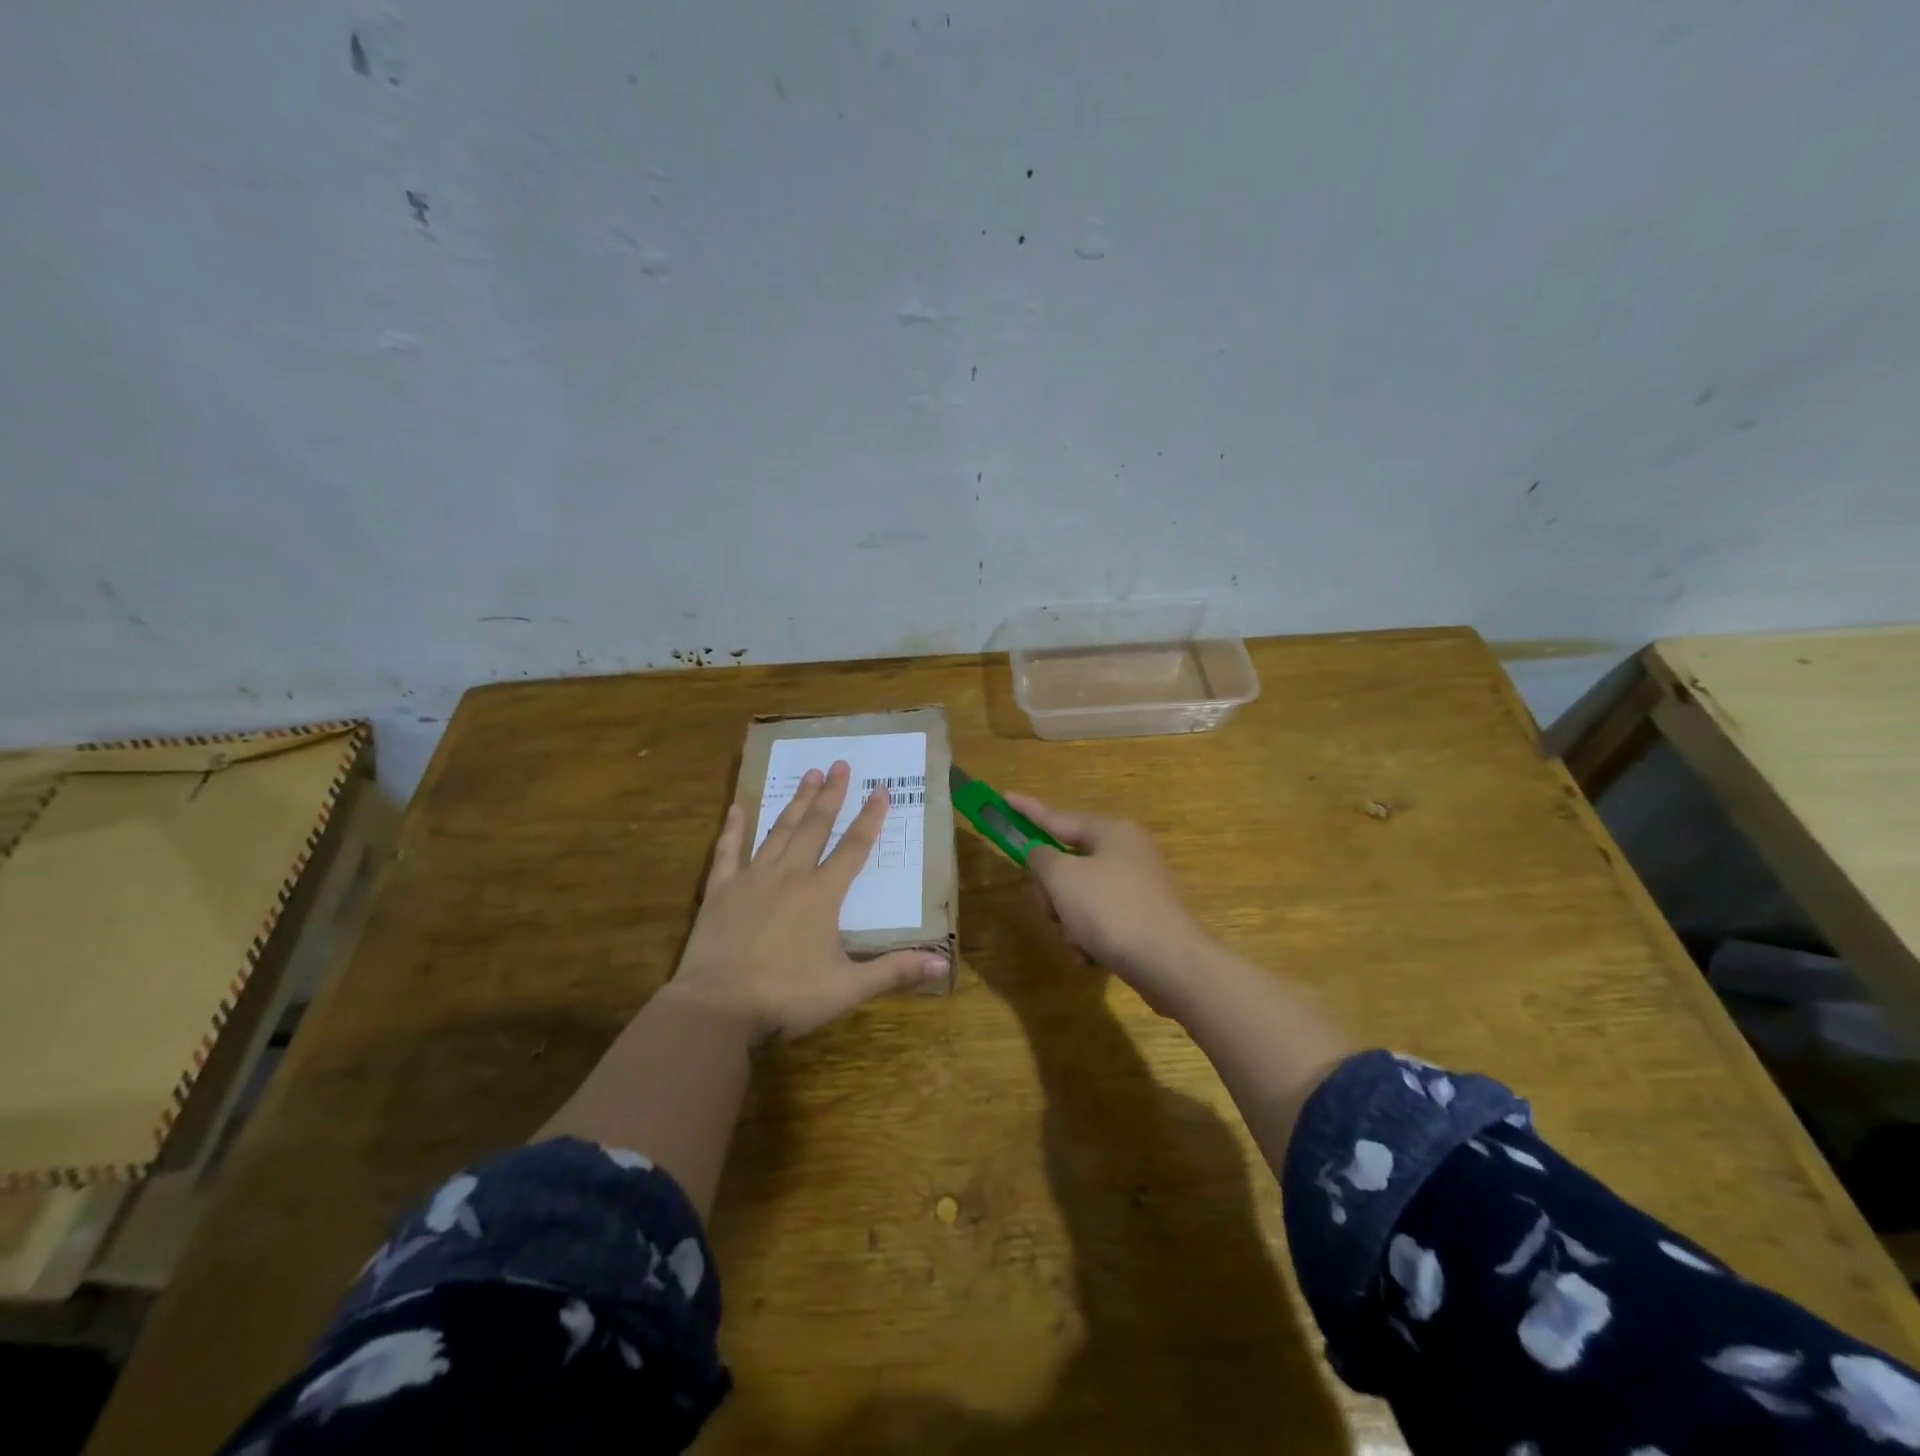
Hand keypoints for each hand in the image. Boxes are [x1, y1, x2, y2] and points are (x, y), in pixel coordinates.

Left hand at [668, 761, 949, 1041]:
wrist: (717, 1008)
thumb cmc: (787, 997)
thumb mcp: (847, 988)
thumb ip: (894, 971)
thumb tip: (943, 966)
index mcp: (822, 895)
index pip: (853, 848)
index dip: (869, 819)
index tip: (881, 790)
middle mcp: (790, 876)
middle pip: (815, 827)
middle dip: (831, 795)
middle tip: (840, 764)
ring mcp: (752, 879)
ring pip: (779, 831)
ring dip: (795, 802)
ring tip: (808, 774)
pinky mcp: (720, 891)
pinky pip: (728, 851)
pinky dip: (733, 828)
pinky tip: (736, 808)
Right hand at [1005, 792, 1213, 1016]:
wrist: (1170, 964)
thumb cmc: (1111, 910)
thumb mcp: (1063, 878)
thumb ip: (1041, 858)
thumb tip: (1041, 854)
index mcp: (1111, 831)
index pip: (1057, 817)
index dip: (1027, 810)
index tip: (1005, 798)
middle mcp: (1128, 851)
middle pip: (1069, 862)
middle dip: (1051, 890)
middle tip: (1045, 908)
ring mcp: (1139, 885)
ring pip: (1081, 894)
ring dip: (1068, 920)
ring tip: (1075, 941)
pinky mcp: (1145, 917)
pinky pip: (1101, 919)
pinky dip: (1089, 935)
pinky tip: (1090, 956)